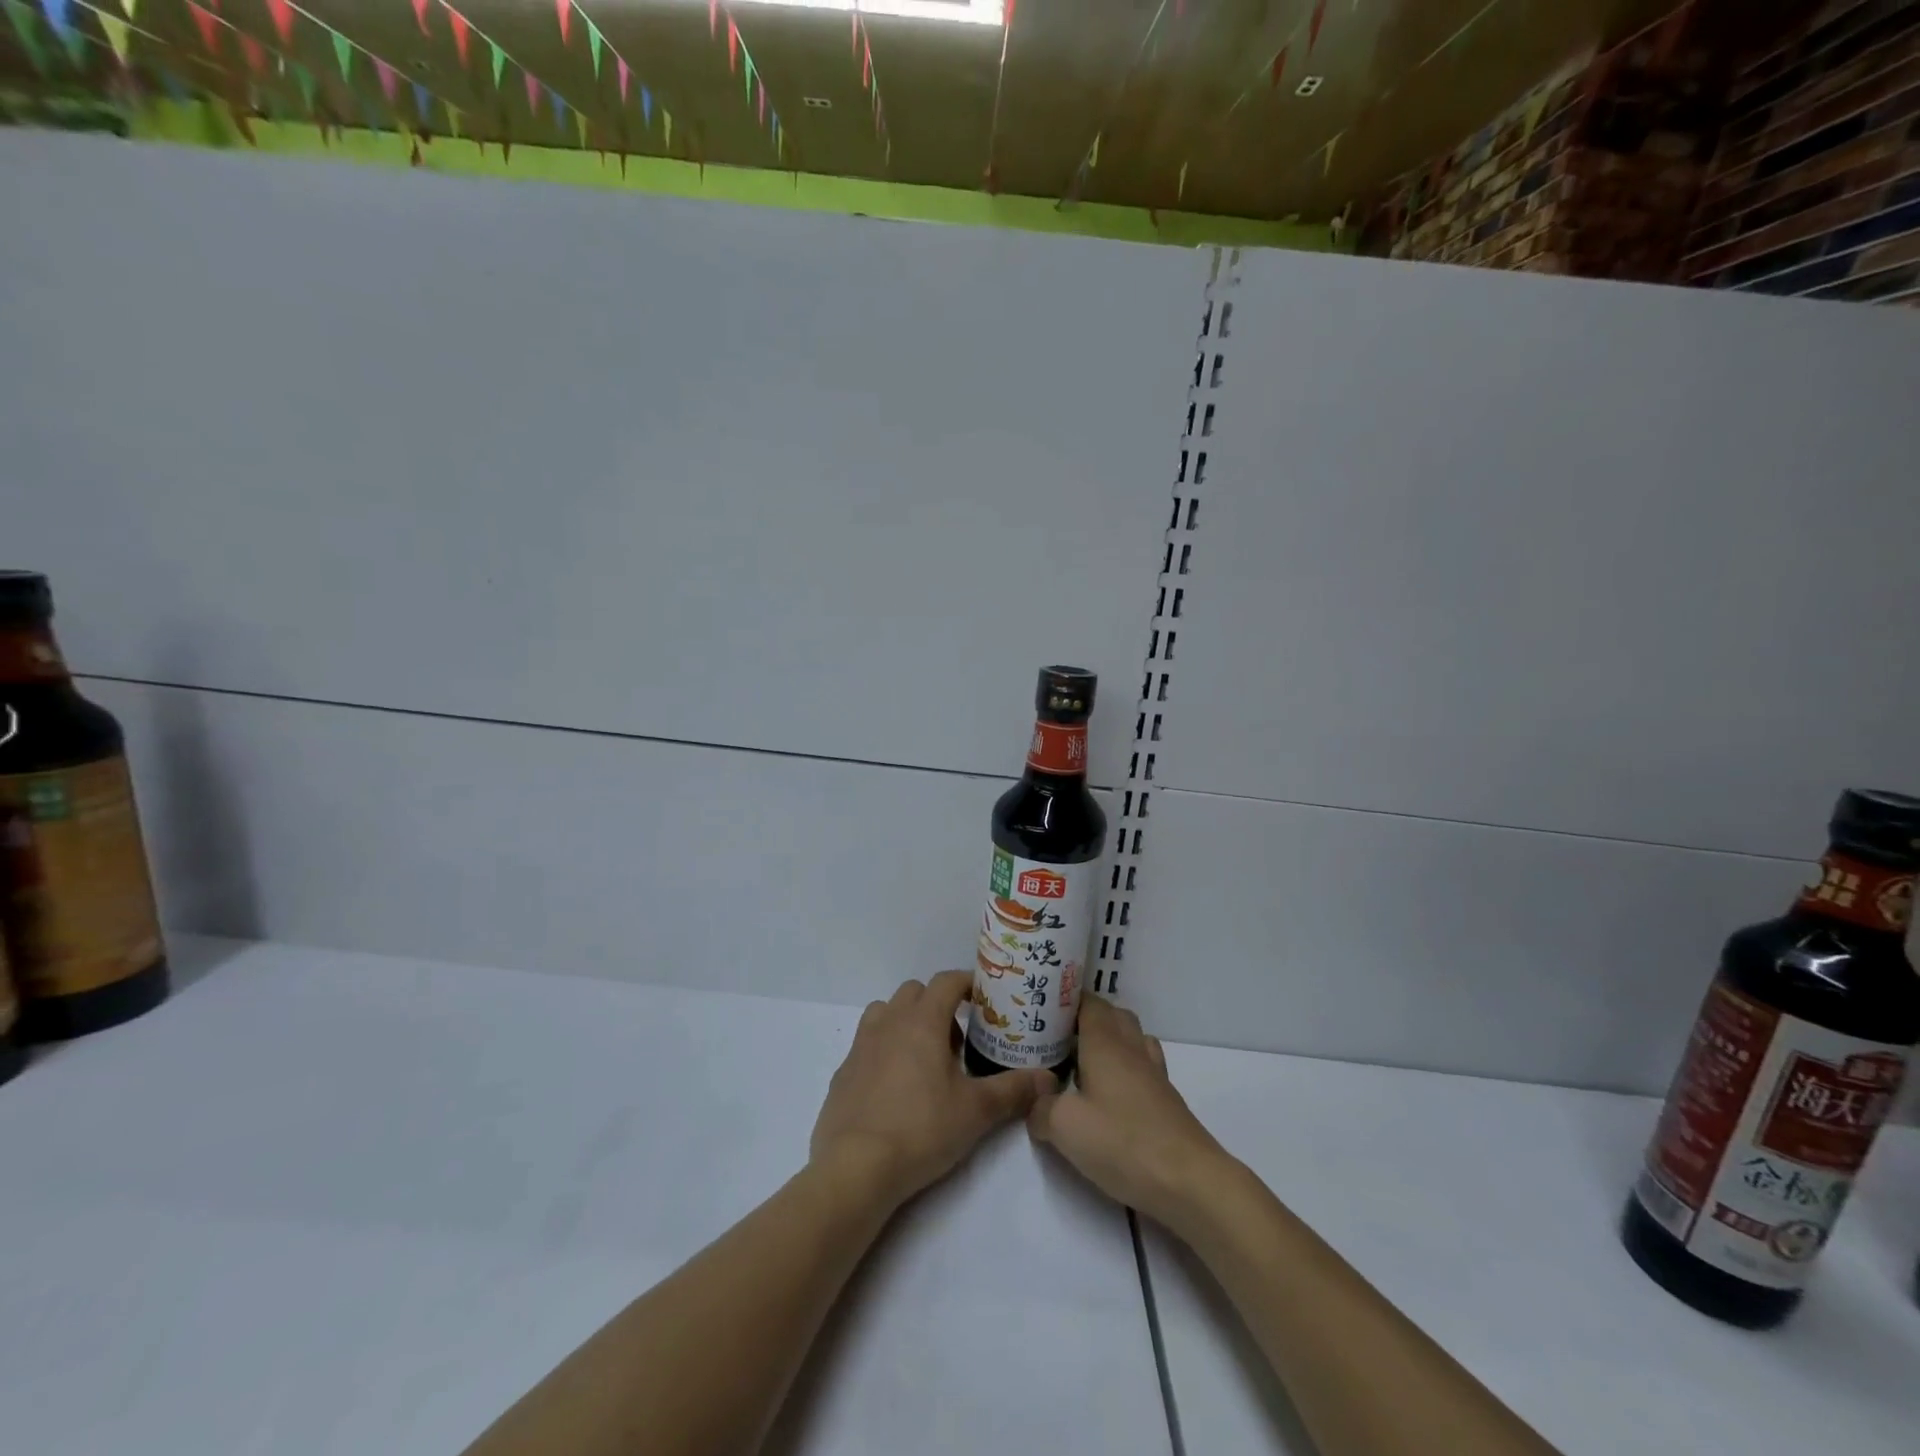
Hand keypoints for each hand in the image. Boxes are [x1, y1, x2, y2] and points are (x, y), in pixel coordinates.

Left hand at [810, 971, 1053, 1211]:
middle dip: (938, 1004)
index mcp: (922, 1021)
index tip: (984, 1000)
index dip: (967, 983)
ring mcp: (861, 1045)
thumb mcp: (976, 1111)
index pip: (947, 981)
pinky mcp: (843, 1072)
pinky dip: (883, 1051)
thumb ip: (1013, 1090)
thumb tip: (1048, 1079)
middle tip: (958, 1040)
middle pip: (915, 992)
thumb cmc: (921, 1129)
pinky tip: (895, 1088)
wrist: (855, 1168)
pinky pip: (867, 1045)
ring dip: (906, 1022)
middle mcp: (889, 1022)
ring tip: (924, 1058)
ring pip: (886, 1012)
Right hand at [1027, 994, 1234, 1230]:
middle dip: (1086, 1017)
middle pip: (1112, 1015)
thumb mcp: (1064, 1127)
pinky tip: (1110, 1094)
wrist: (1189, 1181)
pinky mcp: (1166, 1100)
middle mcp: (1131, 1048)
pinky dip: (1125, 1067)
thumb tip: (1036, 1103)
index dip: (1066, 999)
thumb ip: (1041, 1108)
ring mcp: (1154, 1073)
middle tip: (1056, 1037)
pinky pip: (1142, 1065)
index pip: (1088, 1002)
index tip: (1042, 1007)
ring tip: (1082, 1062)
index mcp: (1105, 1043)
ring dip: (1109, 1040)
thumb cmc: (1123, 1142)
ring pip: (1131, 1038)